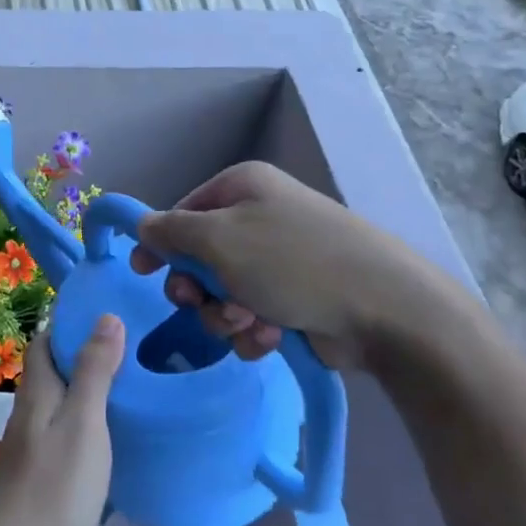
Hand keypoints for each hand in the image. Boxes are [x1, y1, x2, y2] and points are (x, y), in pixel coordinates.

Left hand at [0, 317, 124, 525]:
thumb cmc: (54, 489)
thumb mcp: (84, 424)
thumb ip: (94, 371)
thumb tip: (105, 316)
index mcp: (38, 390)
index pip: (46, 339)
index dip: (70, 321)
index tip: (108, 310)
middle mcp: (29, 408)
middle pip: (51, 366)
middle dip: (82, 349)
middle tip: (129, 343)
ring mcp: (31, 441)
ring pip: (57, 396)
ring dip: (84, 381)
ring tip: (126, 379)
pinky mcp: (37, 468)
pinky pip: (61, 423)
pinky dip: (83, 412)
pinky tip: (107, 427)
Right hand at [131, 161, 479, 374]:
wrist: (382, 308)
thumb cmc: (292, 262)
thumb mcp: (220, 240)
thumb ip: (171, 232)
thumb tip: (143, 225)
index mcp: (243, 188)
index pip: (183, 212)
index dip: (161, 243)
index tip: (142, 272)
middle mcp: (261, 218)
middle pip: (200, 257)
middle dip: (199, 289)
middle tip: (203, 303)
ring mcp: (281, 260)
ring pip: (223, 293)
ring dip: (226, 315)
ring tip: (252, 323)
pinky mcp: (296, 299)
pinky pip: (252, 315)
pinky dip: (254, 330)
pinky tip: (273, 337)